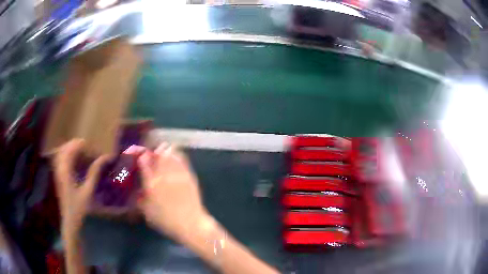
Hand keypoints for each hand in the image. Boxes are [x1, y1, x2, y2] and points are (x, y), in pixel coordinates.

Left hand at [53, 139, 110, 235]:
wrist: (70, 221)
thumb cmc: (79, 208)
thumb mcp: (88, 191)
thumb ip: (94, 172)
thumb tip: (104, 157)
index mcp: (65, 170)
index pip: (72, 147)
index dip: (83, 145)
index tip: (94, 149)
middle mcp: (59, 167)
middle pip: (66, 147)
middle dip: (77, 145)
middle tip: (89, 151)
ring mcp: (57, 171)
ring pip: (62, 151)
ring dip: (73, 150)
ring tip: (83, 154)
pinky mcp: (58, 175)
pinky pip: (61, 159)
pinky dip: (69, 156)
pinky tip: (76, 162)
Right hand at [136, 144, 212, 240]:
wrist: (191, 224)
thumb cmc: (166, 221)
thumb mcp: (147, 212)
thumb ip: (141, 199)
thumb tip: (140, 190)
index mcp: (151, 184)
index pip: (143, 162)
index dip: (140, 155)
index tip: (140, 154)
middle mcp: (164, 175)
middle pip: (157, 155)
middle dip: (153, 150)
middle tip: (151, 150)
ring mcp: (178, 174)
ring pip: (170, 155)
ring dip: (165, 150)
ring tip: (162, 149)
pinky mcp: (189, 176)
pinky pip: (182, 160)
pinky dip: (177, 155)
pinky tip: (175, 154)